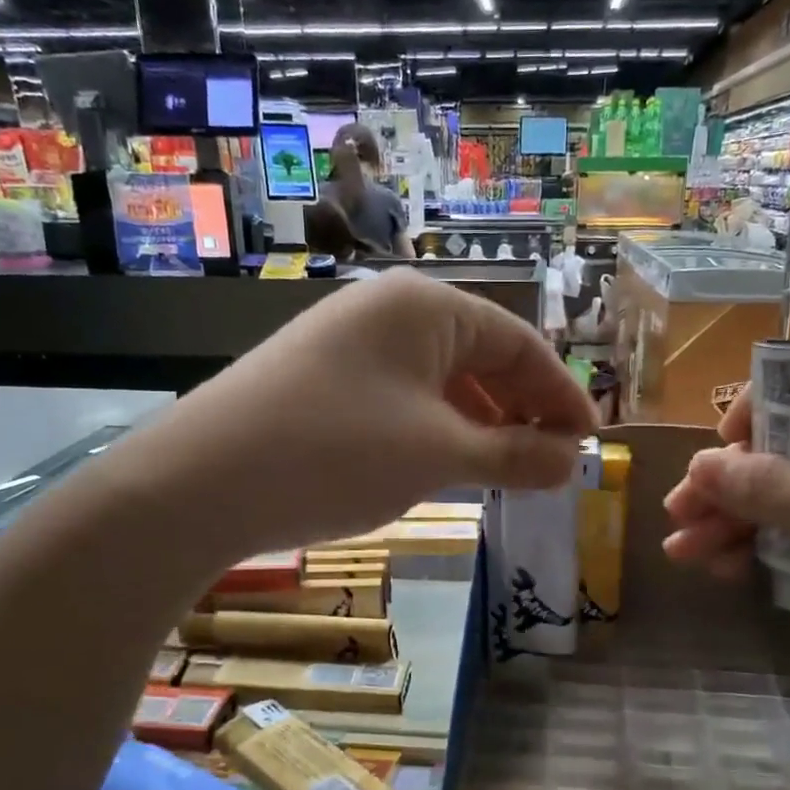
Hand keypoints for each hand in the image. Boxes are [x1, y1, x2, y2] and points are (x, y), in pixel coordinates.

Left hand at [133, 269, 595, 556]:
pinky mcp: (322, 379)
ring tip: (507, 470)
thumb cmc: (337, 454)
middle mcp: (388, 310)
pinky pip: (401, 397)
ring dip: (480, 424)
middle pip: (480, 356)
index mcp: (426, 306)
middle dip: (522, 410)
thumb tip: (571, 462)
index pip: (519, 343)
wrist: (200, 483)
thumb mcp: (438, 456)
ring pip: (439, 381)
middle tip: (552, 462)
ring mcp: (349, 343)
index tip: (589, 443)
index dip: (561, 395)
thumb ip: (513, 455)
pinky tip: (445, 464)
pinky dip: (435, 430)